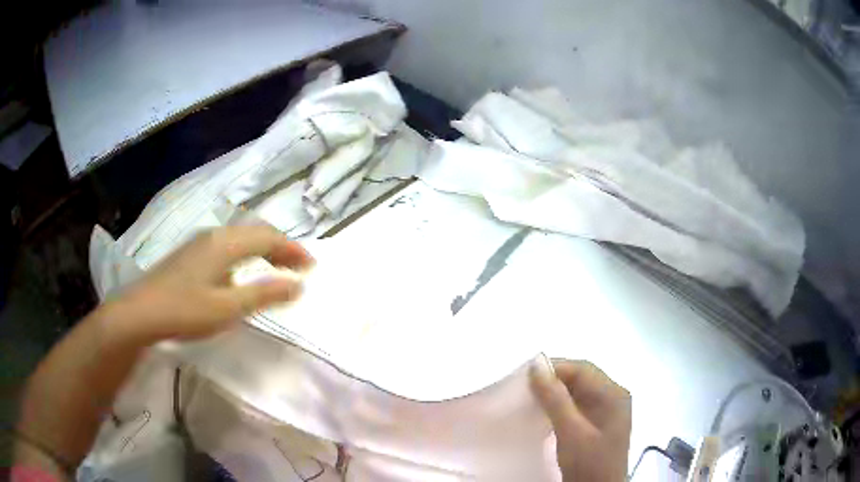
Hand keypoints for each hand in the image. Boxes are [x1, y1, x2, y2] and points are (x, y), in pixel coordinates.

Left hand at [111, 225, 313, 340]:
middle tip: (299, 266)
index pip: (268, 238)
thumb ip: (264, 295)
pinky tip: (241, 273)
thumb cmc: (186, 310)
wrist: (141, 312)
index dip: (292, 249)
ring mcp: (199, 243)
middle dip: (280, 247)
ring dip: (262, 250)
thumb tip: (298, 285)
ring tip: (276, 268)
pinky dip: (245, 255)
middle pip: (255, 233)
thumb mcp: (228, 308)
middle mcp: (214, 235)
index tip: (312, 266)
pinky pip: (227, 246)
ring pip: (240, 238)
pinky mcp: (190, 254)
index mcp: (225, 244)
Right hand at [530, 360, 631, 481]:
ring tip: (531, 401)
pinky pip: (579, 405)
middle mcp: (614, 397)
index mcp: (613, 394)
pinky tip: (546, 415)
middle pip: (581, 378)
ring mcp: (608, 410)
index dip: (554, 369)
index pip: (582, 369)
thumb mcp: (570, 432)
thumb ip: (555, 399)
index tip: (525, 378)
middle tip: (524, 389)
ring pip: (579, 392)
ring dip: (556, 394)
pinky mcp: (600, 423)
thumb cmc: (588, 462)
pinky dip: (561, 406)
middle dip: (553, 381)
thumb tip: (536, 366)